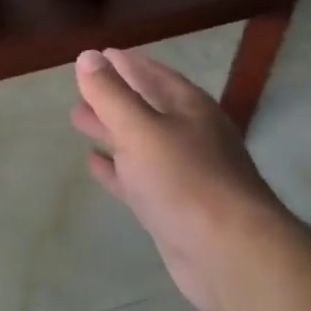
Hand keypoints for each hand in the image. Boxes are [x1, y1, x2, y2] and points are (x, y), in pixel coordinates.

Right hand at [70, 47, 284, 310]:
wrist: (230, 254)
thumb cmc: (185, 180)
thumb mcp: (140, 130)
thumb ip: (111, 94)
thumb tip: (87, 56)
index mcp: (189, 108)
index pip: (153, 74)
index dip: (125, 64)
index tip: (98, 55)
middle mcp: (190, 135)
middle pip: (146, 106)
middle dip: (114, 96)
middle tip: (80, 88)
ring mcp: (185, 173)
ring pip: (140, 142)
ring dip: (111, 130)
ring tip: (79, 119)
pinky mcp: (175, 208)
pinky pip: (139, 178)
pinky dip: (116, 169)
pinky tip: (94, 164)